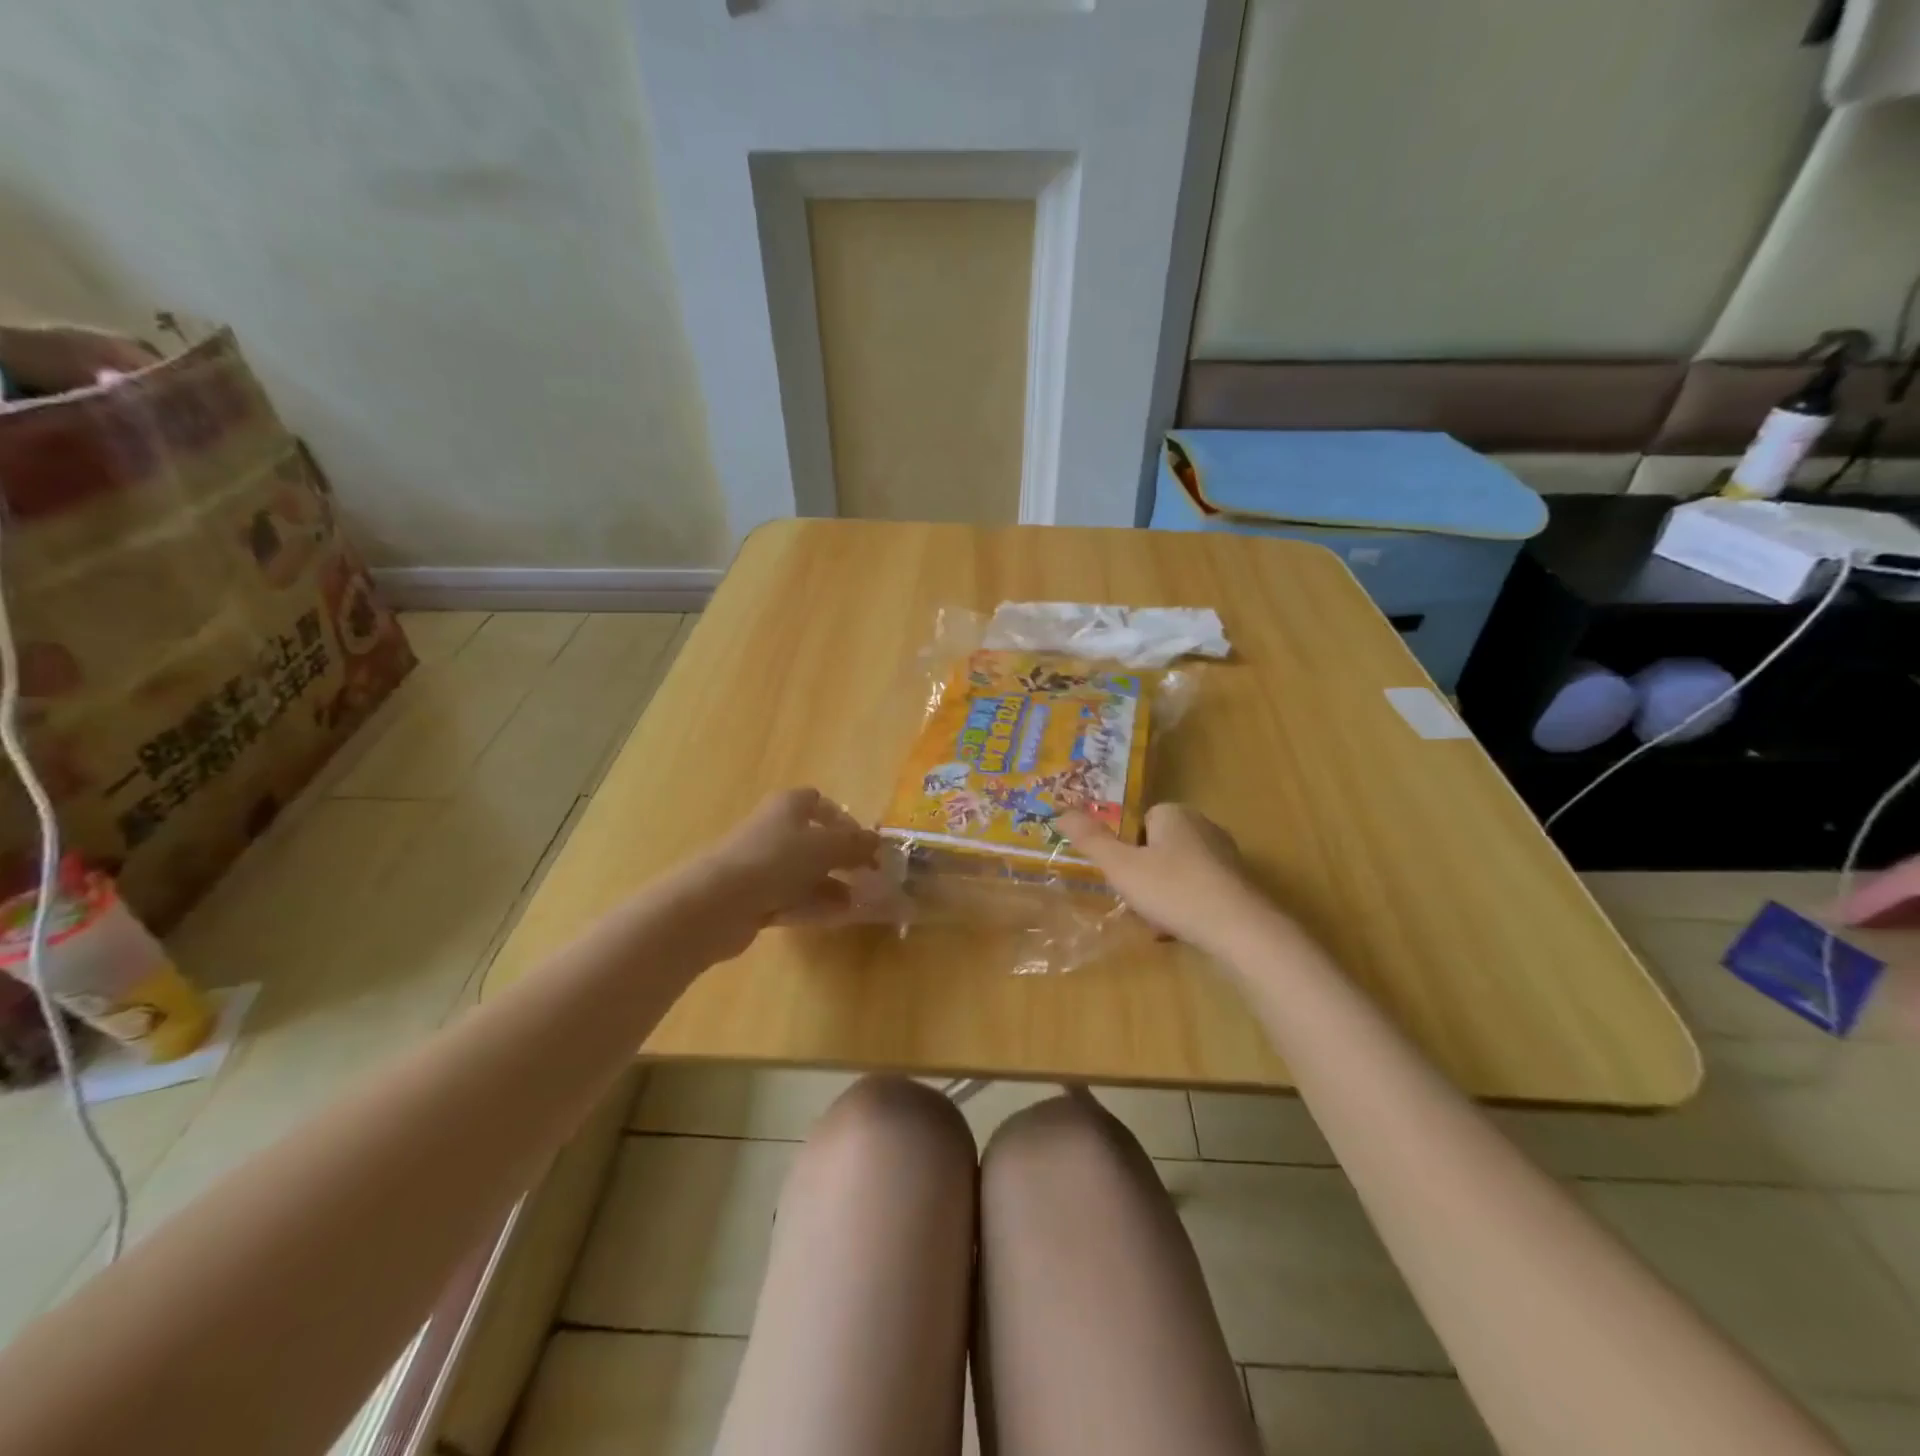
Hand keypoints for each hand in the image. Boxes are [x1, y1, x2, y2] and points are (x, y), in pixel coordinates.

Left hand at [685, 789, 880, 957]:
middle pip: (814, 841)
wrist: (719, 902)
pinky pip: (792, 898)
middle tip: (868, 877)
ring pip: (805, 873)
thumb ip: (855, 844)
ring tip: (859, 903)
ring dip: (832, 886)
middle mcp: (774, 830)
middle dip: (842, 858)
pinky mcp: (755, 897)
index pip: (819, 803)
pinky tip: (837, 918)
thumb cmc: (776, 860)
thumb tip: (876, 841)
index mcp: (788, 806)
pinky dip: (814, 905)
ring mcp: (762, 865)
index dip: (844, 820)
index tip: (865, 844)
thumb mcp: (826, 846)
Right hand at [1058, 803, 1272, 953]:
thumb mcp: (1121, 866)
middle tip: (1134, 899)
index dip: (1126, 848)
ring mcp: (1225, 856)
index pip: (1140, 821)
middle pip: (1158, 846)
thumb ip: (1090, 839)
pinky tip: (1179, 930)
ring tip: (1155, 921)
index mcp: (1175, 813)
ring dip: (1163, 893)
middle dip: (1144, 872)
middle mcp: (1203, 826)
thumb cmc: (1173, 890)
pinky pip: (1199, 890)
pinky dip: (1186, 906)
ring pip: (1178, 871)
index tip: (1121, 874)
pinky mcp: (1239, 885)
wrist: (1239, 930)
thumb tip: (1059, 812)